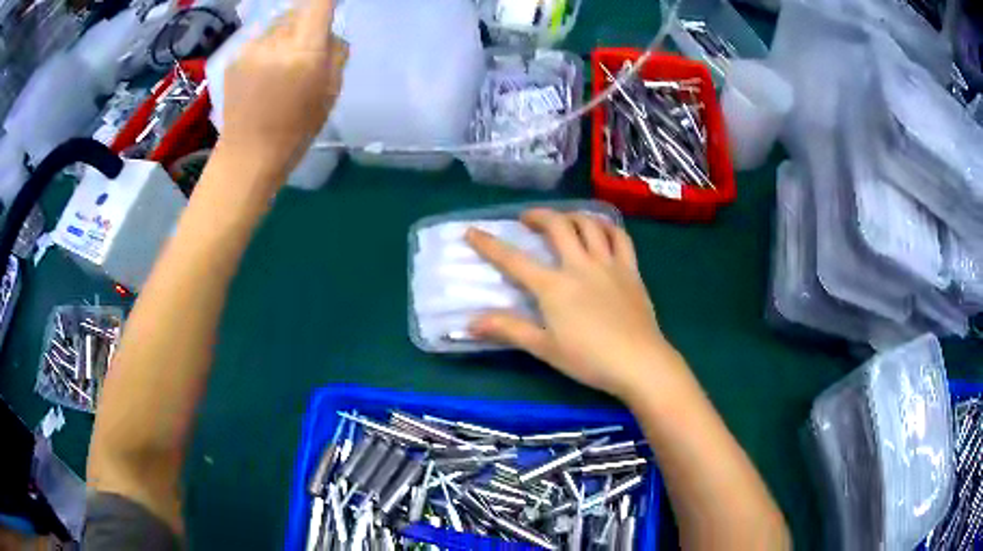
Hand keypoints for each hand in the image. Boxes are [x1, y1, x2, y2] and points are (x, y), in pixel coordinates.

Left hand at [221, 0, 347, 177]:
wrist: (248, 155)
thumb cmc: (297, 128)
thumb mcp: (332, 91)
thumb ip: (335, 52)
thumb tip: (329, 31)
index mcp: (304, 50)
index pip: (319, 2)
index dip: (327, 0)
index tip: (333, 5)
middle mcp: (276, 41)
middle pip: (298, 9)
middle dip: (307, 19)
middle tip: (309, 44)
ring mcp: (250, 48)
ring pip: (277, 23)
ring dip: (286, 32)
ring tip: (283, 62)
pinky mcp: (234, 57)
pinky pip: (259, 39)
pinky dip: (267, 47)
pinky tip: (264, 72)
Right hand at [465, 209, 681, 400]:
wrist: (639, 362)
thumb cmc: (589, 359)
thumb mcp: (544, 348)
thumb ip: (508, 329)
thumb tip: (469, 323)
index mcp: (553, 286)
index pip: (513, 260)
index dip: (489, 244)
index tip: (472, 231)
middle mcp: (579, 265)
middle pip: (557, 226)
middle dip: (538, 216)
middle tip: (527, 219)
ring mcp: (608, 264)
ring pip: (589, 224)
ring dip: (571, 215)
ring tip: (563, 220)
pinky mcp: (631, 270)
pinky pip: (620, 237)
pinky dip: (607, 227)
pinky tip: (601, 230)